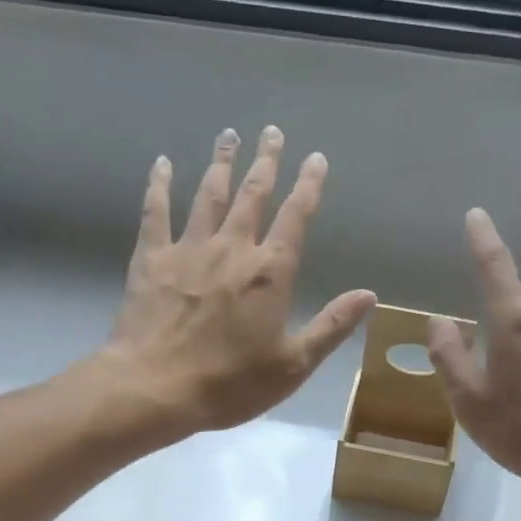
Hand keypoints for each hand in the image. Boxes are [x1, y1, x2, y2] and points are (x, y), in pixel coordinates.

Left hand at [105, 126, 375, 435]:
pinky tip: (163, 164)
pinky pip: (156, 212)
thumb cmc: (230, 384)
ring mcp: (189, 249)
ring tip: (229, 135)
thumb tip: (369, 295)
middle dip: (266, 162)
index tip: (315, 158)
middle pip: (253, 194)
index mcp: (270, 273)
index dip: (308, 186)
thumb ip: (330, 326)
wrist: (156, 388)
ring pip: (209, 195)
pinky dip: (160, 185)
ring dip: (221, 163)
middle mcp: (232, 248)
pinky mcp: (152, 259)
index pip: (296, 218)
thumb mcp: (292, 365)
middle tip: (271, 132)